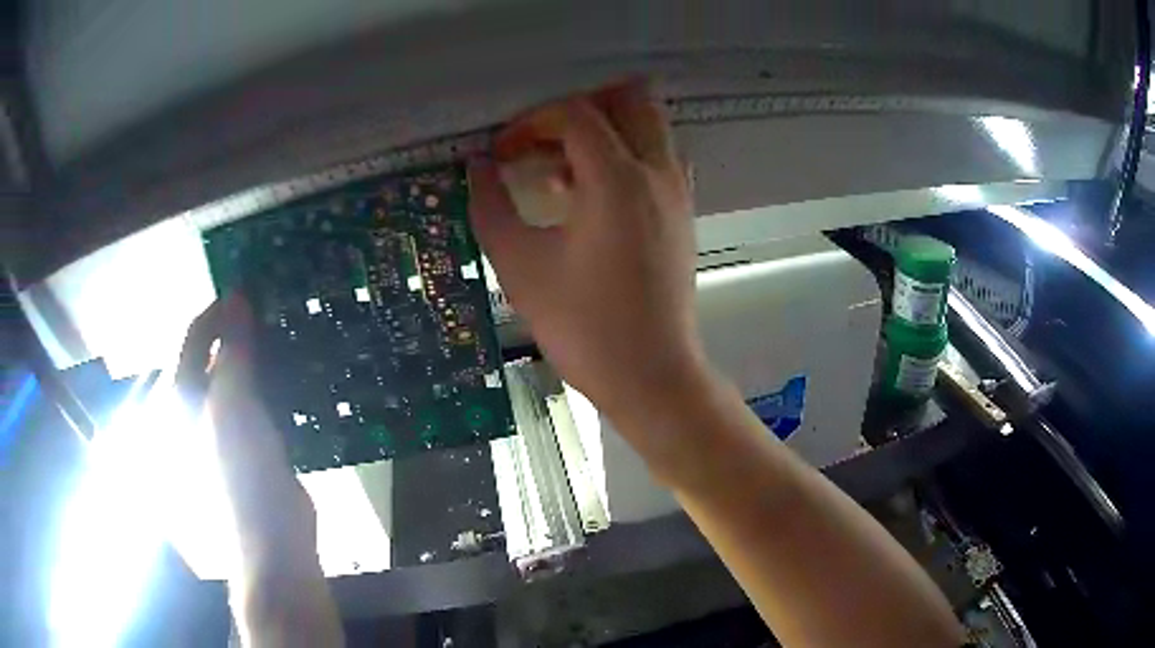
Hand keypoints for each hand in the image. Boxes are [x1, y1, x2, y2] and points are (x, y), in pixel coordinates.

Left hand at [176, 294, 314, 547]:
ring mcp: (227, 425)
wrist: (274, 535)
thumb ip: (233, 351)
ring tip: (289, 332)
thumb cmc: (242, 470)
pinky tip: (297, 372)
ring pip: (241, 375)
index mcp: (185, 394)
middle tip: (276, 308)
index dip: (220, 308)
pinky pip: (260, 399)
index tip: (252, 287)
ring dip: (261, 354)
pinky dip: (275, 381)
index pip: (196, 335)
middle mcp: (200, 405)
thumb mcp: (233, 404)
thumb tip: (237, 296)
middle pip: (218, 352)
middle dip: (243, 329)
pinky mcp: (253, 441)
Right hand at [469, 82, 710, 459]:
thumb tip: (477, 168)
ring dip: (604, 130)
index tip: (501, 155)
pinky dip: (624, 154)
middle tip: (539, 142)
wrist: (652, 375)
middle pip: (628, 100)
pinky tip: (589, 194)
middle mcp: (657, 172)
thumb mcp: (520, 266)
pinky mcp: (683, 213)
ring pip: (649, 126)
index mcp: (617, 179)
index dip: (529, 124)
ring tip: (560, 168)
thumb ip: (491, 207)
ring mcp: (678, 191)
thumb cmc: (584, 327)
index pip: (574, 114)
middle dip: (577, 109)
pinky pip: (658, 157)